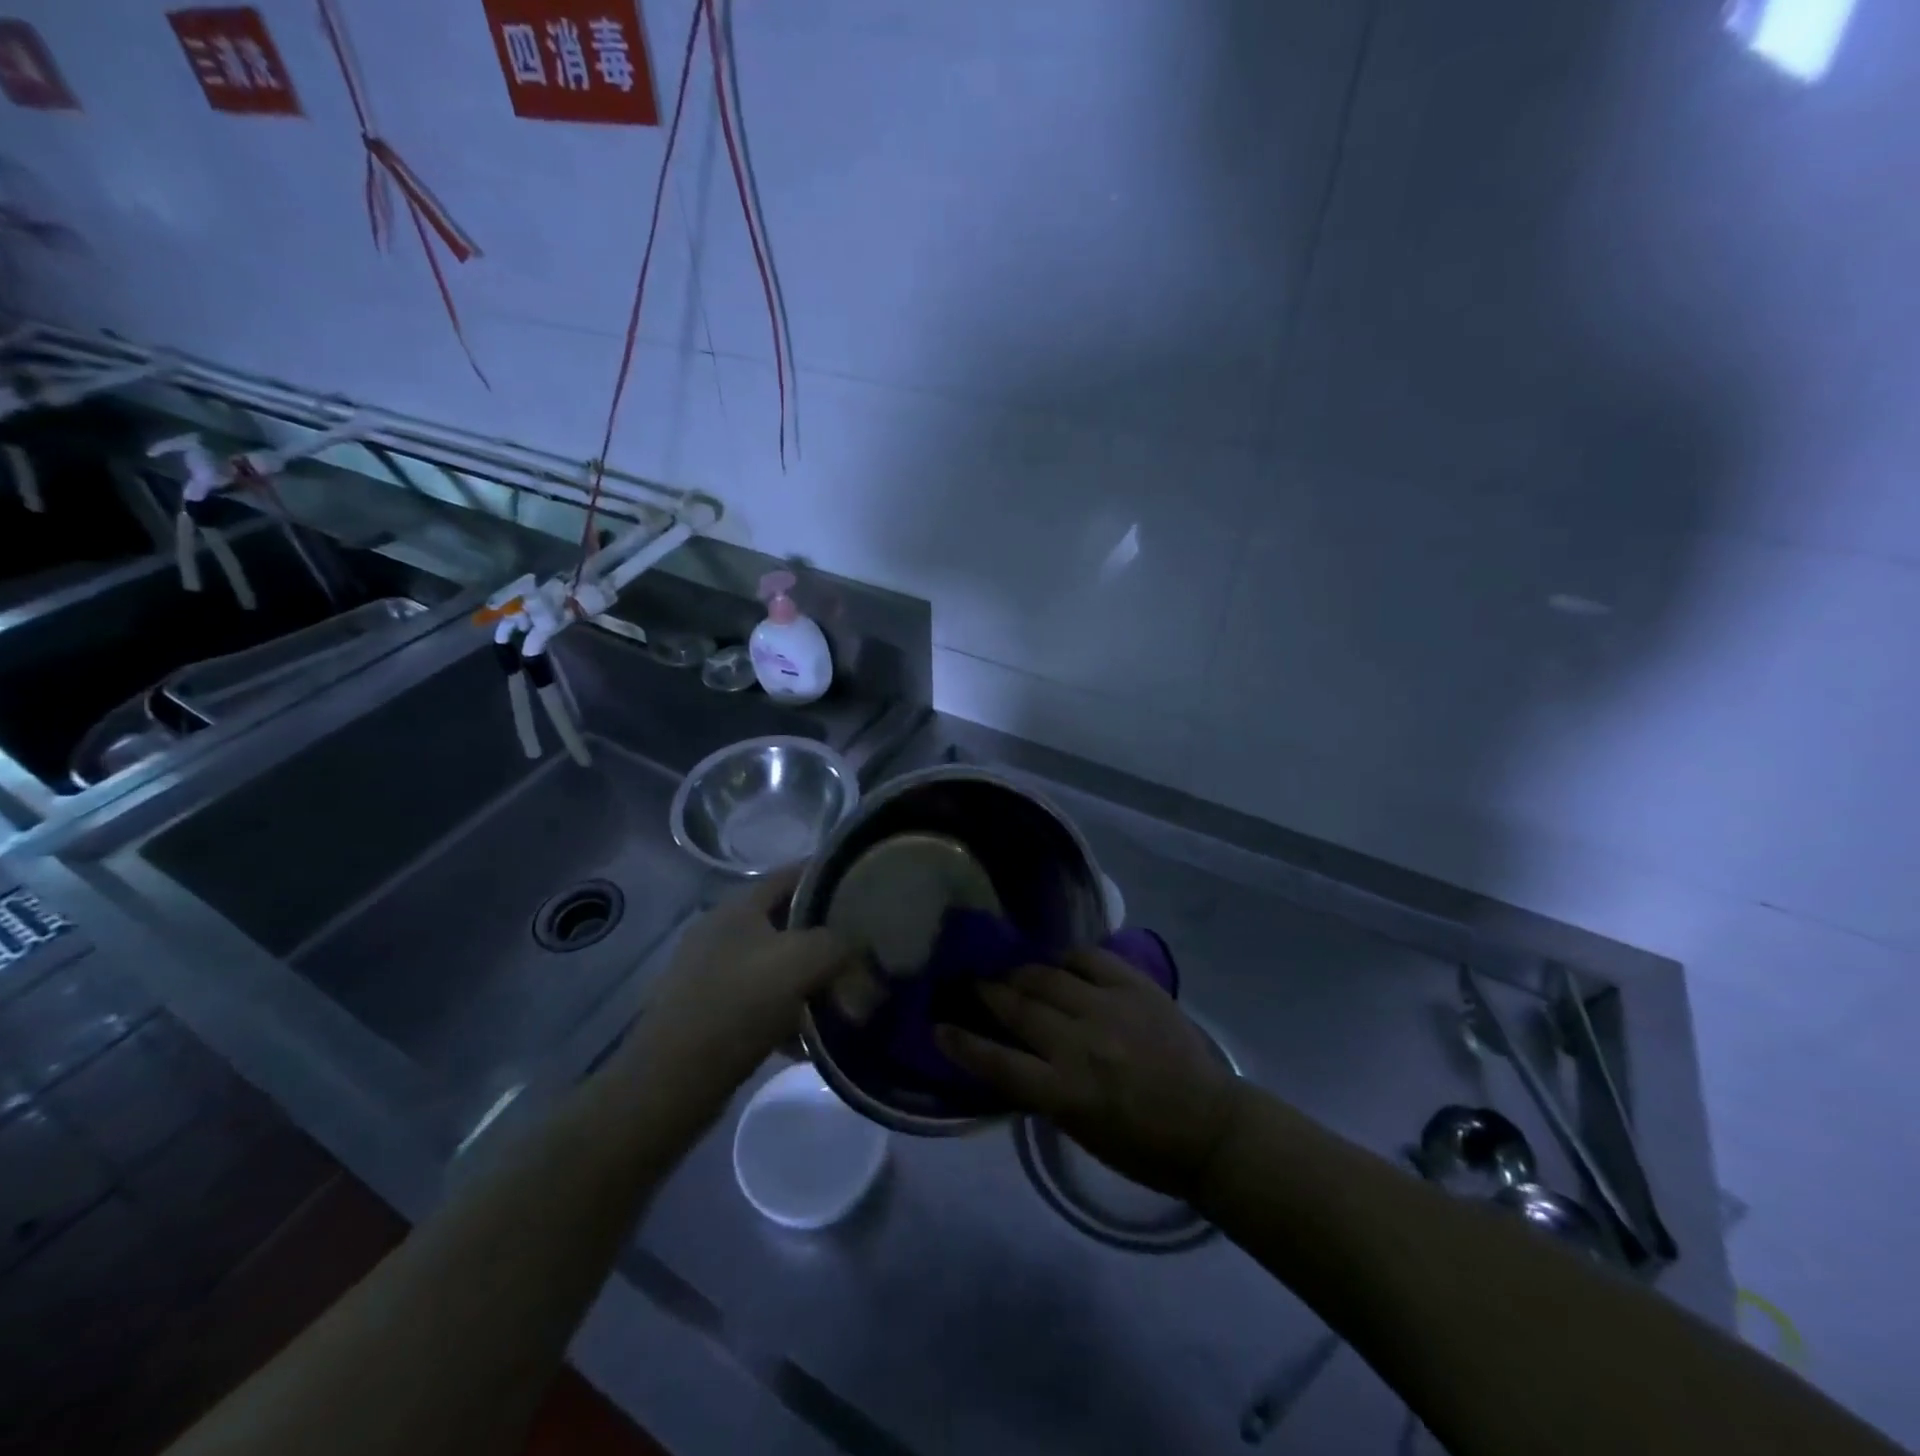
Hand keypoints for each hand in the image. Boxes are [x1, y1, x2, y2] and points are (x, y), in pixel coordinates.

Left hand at [633, 867, 856, 1096]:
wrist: (672, 1081)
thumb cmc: (739, 1005)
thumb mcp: (802, 961)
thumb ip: (838, 942)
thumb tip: (858, 945)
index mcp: (739, 907)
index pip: (792, 874)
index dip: (828, 875)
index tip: (864, 886)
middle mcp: (722, 932)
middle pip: (786, 922)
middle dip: (825, 938)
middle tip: (861, 951)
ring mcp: (711, 973)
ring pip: (776, 966)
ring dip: (809, 981)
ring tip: (842, 1000)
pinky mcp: (709, 1013)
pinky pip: (761, 1004)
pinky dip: (788, 1015)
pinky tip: (809, 1039)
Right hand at [937, 948, 1241, 1200]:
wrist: (1211, 1127)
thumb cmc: (1142, 1146)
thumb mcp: (1080, 1130)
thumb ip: (1042, 1089)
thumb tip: (1010, 1055)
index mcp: (1065, 1093)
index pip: (997, 1062)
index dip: (961, 1043)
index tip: (938, 1026)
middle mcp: (1080, 1045)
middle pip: (1018, 1008)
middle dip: (986, 993)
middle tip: (970, 983)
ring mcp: (1109, 1009)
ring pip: (1047, 977)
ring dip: (1021, 973)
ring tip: (1010, 971)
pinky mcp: (1136, 988)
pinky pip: (1090, 958)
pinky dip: (1067, 958)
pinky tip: (1058, 962)